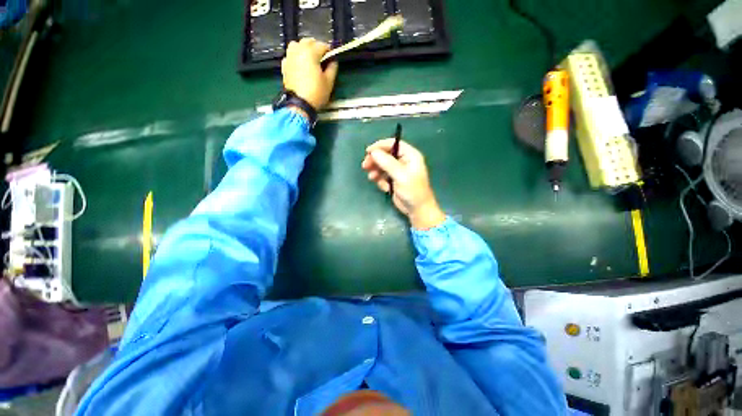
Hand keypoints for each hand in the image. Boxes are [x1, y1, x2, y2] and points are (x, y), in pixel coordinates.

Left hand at [281, 38, 338, 110]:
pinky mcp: (284, 67)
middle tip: (321, 57)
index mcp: (310, 53)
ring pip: (294, 45)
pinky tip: (299, 64)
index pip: (322, 45)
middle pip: (307, 41)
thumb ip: (332, 66)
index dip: (329, 51)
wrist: (298, 105)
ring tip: (308, 57)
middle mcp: (298, 52)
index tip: (332, 59)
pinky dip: (294, 56)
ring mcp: (289, 59)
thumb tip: (332, 60)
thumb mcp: (330, 79)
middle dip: (315, 46)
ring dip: (302, 48)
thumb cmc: (316, 92)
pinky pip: (289, 56)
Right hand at [362, 139, 445, 229]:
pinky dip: (380, 179)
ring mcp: (399, 170)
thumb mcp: (400, 175)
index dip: (380, 146)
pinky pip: (383, 175)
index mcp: (410, 155)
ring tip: (372, 178)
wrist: (417, 210)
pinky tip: (383, 187)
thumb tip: (373, 152)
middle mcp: (405, 160)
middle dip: (375, 159)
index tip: (368, 151)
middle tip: (365, 166)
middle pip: (386, 154)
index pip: (393, 144)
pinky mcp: (394, 180)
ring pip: (383, 164)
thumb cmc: (413, 190)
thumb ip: (386, 162)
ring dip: (375, 170)